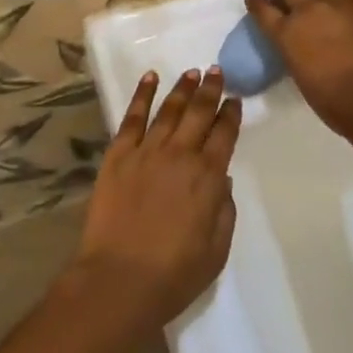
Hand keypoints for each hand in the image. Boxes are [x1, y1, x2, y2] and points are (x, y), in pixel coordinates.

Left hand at [70, 68, 240, 334]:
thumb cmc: (173, 274)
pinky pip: (132, 116)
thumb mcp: (216, 250)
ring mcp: (147, 150)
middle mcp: (181, 154)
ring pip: (169, 109)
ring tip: (192, 72)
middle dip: (211, 90)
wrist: (119, 281)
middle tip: (217, 71)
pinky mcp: (119, 155)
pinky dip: (142, 94)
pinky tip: (150, 78)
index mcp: (208, 176)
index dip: (231, 114)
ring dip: (182, 88)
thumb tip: (223, 180)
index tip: (234, 99)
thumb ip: (225, 211)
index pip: (225, 134)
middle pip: (199, 112)